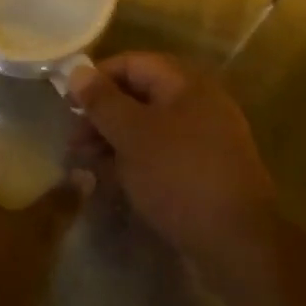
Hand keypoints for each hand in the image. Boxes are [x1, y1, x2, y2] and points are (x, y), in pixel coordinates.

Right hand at [66, 52, 275, 269]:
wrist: (237, 242)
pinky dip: (134, 162)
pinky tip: (111, 182)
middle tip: (73, 142)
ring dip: (113, 141)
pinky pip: (161, 155)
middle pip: (140, 96)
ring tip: (84, 165)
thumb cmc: (179, 176)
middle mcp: (198, 104)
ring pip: (148, 129)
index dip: (98, 78)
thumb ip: (102, 101)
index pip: (133, 63)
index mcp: (186, 84)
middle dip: (102, 115)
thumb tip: (77, 70)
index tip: (68, 103)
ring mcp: (204, 140)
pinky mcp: (203, 172)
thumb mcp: (133, 134)